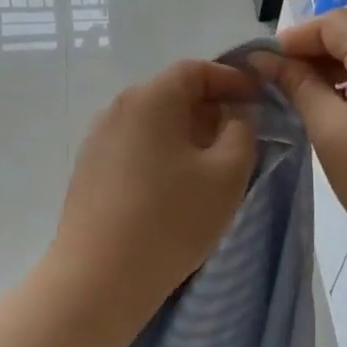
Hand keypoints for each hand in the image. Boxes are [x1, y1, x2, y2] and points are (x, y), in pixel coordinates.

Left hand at [49, 59, 260, 318]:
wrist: (99, 276)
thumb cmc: (171, 219)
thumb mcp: (227, 174)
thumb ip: (241, 132)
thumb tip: (232, 116)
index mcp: (150, 99)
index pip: (195, 70)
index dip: (230, 79)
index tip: (258, 97)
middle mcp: (117, 109)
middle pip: (170, 94)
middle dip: (209, 108)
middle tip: (240, 134)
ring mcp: (97, 139)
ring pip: (151, 122)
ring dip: (184, 133)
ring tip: (210, 164)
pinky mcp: (88, 170)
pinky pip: (133, 146)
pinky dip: (160, 152)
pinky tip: (174, 185)